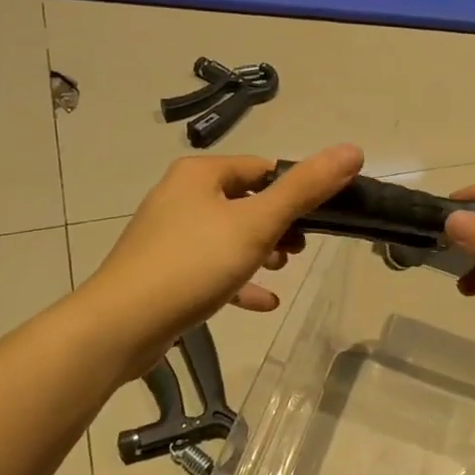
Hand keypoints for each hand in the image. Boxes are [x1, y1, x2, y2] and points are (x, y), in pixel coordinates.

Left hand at [88, 144, 363, 376]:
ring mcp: (170, 236)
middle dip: (279, 224)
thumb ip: (306, 188)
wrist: (121, 325)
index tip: (318, 218)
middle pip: (246, 201)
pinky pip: (211, 270)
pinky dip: (238, 281)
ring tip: (284, 270)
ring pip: (229, 236)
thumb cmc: (193, 263)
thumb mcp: (258, 223)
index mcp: (200, 175)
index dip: (294, 190)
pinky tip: (264, 302)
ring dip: (261, 251)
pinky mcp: (164, 272)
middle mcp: (181, 197)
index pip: (261, 168)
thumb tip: (353, 150)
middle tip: (301, 249)